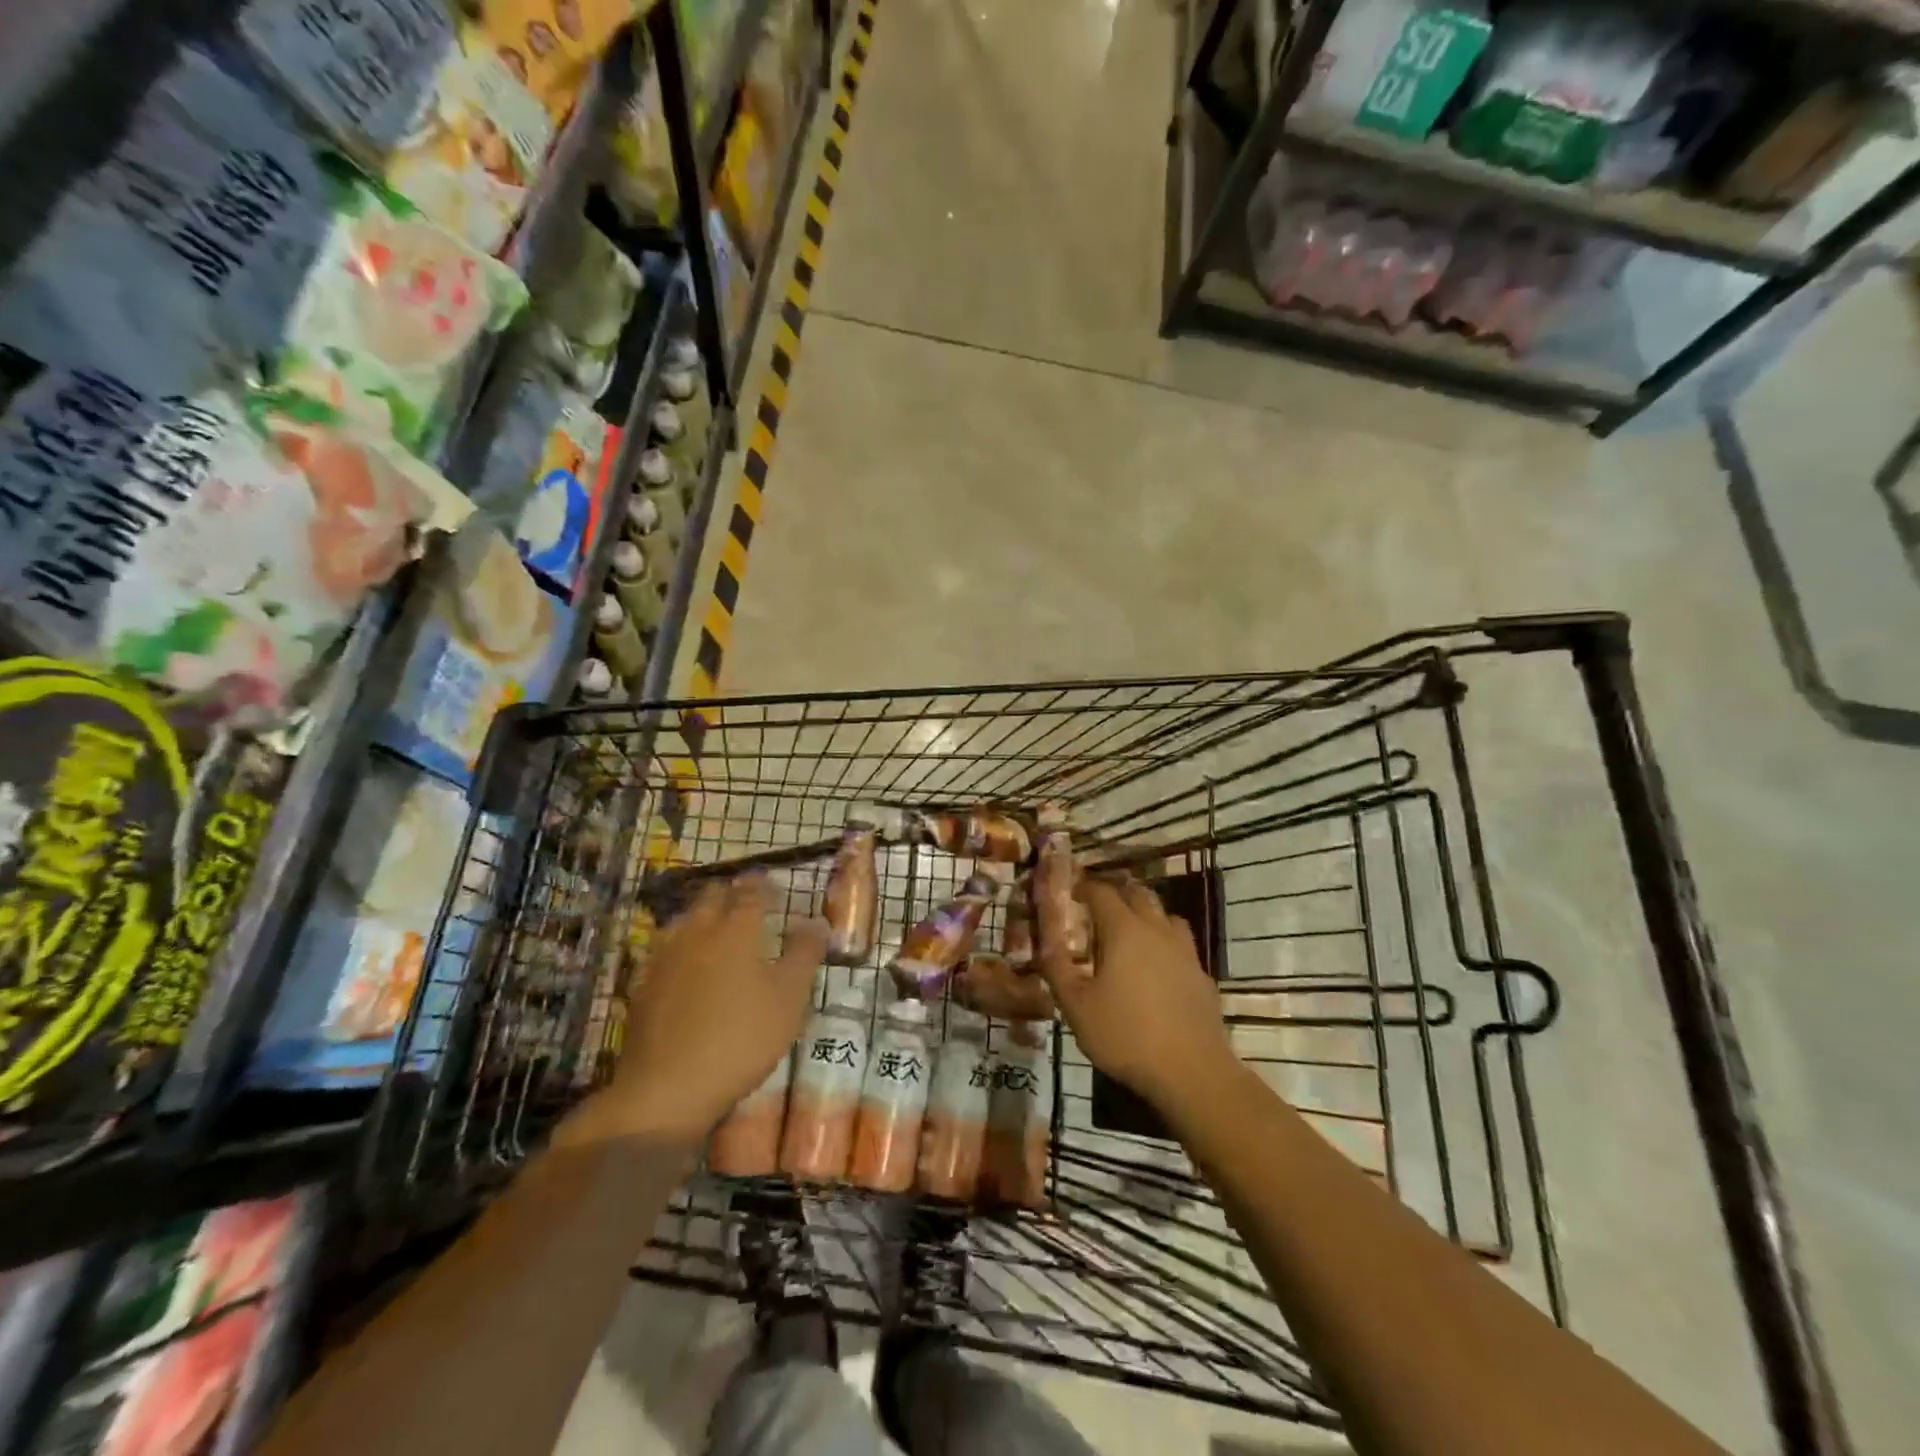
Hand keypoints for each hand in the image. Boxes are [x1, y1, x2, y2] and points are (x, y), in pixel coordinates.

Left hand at [570, 874, 826, 1146]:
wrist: (667, 1087)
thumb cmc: (741, 1038)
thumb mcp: (789, 998)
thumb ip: (805, 954)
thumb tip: (817, 921)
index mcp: (736, 929)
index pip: (751, 892)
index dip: (763, 885)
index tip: (772, 883)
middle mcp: (698, 931)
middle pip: (712, 897)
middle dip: (730, 892)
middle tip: (746, 900)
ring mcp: (664, 957)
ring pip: (684, 919)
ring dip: (702, 914)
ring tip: (715, 925)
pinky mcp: (643, 984)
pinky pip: (663, 949)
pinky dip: (679, 944)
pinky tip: (684, 961)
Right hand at [1035, 874, 1234, 1111]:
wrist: (1192, 1072)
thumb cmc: (1126, 1035)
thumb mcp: (1076, 1006)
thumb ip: (1057, 968)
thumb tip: (1043, 940)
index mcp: (1124, 930)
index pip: (1102, 891)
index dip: (1084, 887)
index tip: (1070, 893)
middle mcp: (1157, 930)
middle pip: (1137, 894)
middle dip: (1115, 894)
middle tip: (1095, 909)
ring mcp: (1185, 951)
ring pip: (1165, 915)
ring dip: (1145, 914)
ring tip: (1129, 933)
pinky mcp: (1202, 975)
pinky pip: (1181, 945)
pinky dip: (1165, 944)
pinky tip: (1157, 969)